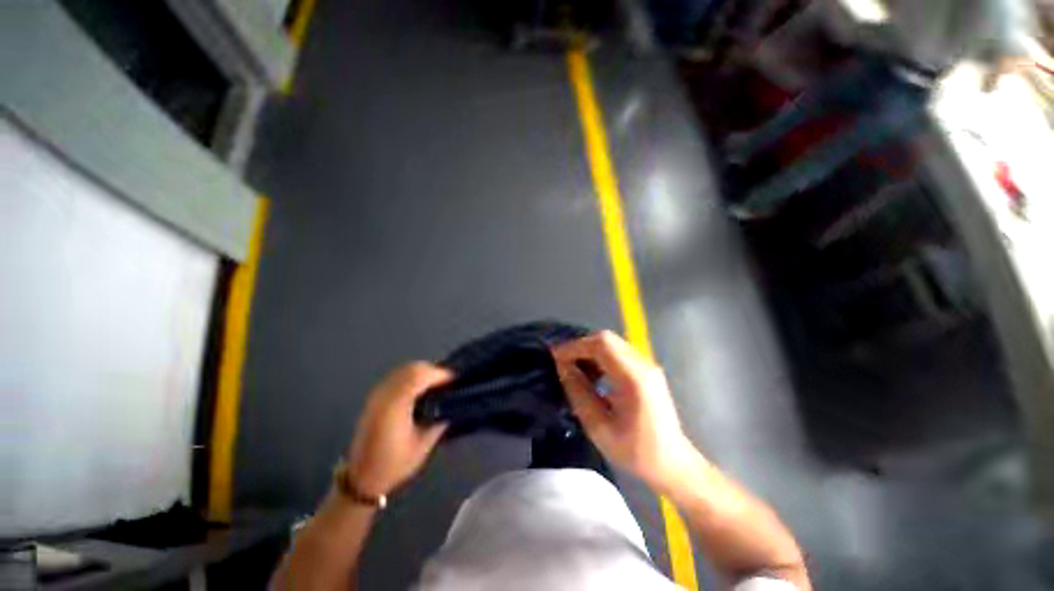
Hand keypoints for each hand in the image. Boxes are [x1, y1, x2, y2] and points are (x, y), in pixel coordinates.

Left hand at [344, 363, 451, 496]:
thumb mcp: (423, 444)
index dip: (439, 374)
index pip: (419, 376)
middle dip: (433, 370)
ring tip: (438, 384)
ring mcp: (376, 395)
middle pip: (411, 369)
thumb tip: (453, 403)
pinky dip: (412, 376)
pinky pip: (397, 376)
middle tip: (449, 381)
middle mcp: (383, 395)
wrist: (360, 479)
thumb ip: (438, 419)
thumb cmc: (394, 464)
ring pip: (403, 370)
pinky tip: (421, 388)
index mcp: (395, 406)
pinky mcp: (374, 398)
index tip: (455, 379)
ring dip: (423, 372)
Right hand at [552, 331, 693, 491]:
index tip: (556, 356)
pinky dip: (601, 356)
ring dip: (590, 351)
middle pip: (607, 338)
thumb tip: (563, 367)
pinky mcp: (647, 369)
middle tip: (563, 362)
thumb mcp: (599, 427)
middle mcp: (643, 364)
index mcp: (634, 378)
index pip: (601, 344)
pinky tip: (594, 374)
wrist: (673, 463)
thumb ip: (579, 393)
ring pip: (612, 343)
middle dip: (581, 346)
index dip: (575, 346)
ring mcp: (647, 365)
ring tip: (576, 369)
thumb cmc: (635, 451)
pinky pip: (619, 352)